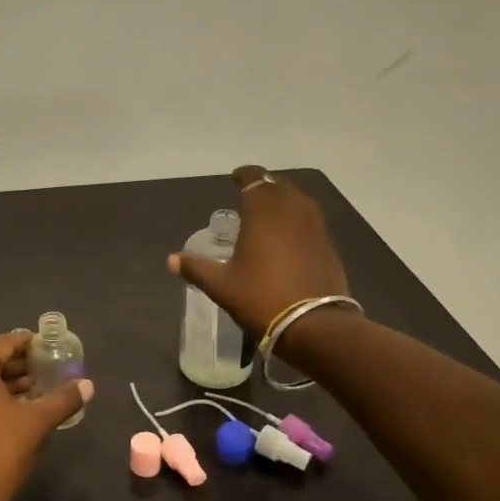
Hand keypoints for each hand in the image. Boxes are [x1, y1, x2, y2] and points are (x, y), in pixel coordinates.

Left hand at [0, 332, 92, 500]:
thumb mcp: (36, 422)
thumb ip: (63, 398)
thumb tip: (88, 385)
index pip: (6, 343)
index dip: (32, 346)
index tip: (54, 350)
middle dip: (21, 367)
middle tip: (52, 371)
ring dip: (8, 384)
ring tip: (41, 390)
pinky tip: (18, 408)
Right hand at [168, 165, 351, 357]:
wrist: (315, 325)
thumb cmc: (261, 298)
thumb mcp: (222, 285)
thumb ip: (196, 268)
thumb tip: (171, 260)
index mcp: (263, 210)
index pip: (254, 178)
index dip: (244, 175)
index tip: (234, 178)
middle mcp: (292, 209)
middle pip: (278, 186)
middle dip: (263, 186)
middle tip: (248, 196)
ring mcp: (314, 226)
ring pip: (297, 201)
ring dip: (282, 200)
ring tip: (267, 214)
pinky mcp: (328, 244)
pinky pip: (309, 220)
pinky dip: (296, 220)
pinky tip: (287, 236)